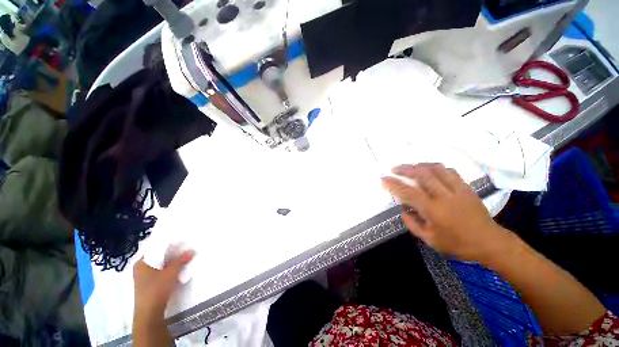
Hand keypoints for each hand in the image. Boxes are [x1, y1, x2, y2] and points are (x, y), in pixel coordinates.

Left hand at [133, 250, 194, 318]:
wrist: (149, 313)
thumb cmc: (156, 290)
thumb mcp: (171, 273)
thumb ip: (181, 260)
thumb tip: (192, 250)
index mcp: (141, 263)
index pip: (156, 249)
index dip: (169, 246)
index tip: (181, 243)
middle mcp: (140, 269)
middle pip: (158, 258)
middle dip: (171, 255)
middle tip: (184, 250)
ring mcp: (143, 278)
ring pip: (160, 266)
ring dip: (171, 263)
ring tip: (183, 259)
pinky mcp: (148, 285)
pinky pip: (160, 273)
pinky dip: (168, 271)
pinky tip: (177, 270)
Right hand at [381, 163, 509, 261]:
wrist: (489, 242)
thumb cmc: (457, 244)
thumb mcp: (429, 239)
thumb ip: (412, 223)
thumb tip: (403, 209)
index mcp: (433, 210)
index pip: (408, 192)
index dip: (393, 184)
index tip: (383, 179)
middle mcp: (444, 196)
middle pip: (422, 174)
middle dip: (405, 169)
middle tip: (394, 168)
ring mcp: (457, 189)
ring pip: (436, 169)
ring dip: (419, 165)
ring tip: (410, 167)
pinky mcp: (466, 187)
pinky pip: (449, 171)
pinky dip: (436, 168)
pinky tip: (430, 170)